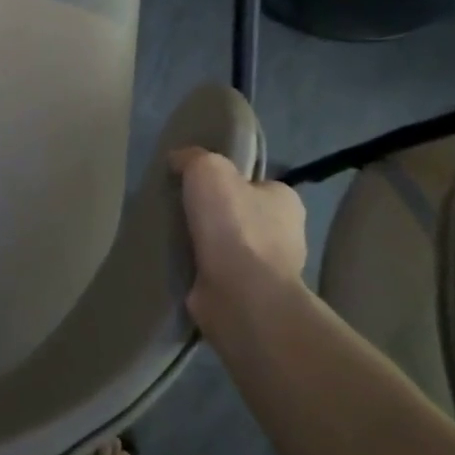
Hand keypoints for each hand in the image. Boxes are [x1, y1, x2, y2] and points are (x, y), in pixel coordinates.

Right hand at [169, 147, 307, 334]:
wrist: (240, 296)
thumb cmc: (234, 225)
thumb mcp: (209, 169)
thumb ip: (193, 157)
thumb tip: (179, 160)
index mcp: (286, 201)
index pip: (254, 183)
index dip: (226, 181)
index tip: (196, 184)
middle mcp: (284, 236)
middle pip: (239, 215)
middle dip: (211, 215)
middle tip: (177, 209)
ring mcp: (266, 271)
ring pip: (226, 247)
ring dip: (202, 244)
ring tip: (168, 236)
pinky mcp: (245, 297)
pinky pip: (214, 274)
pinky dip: (196, 269)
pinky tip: (174, 262)